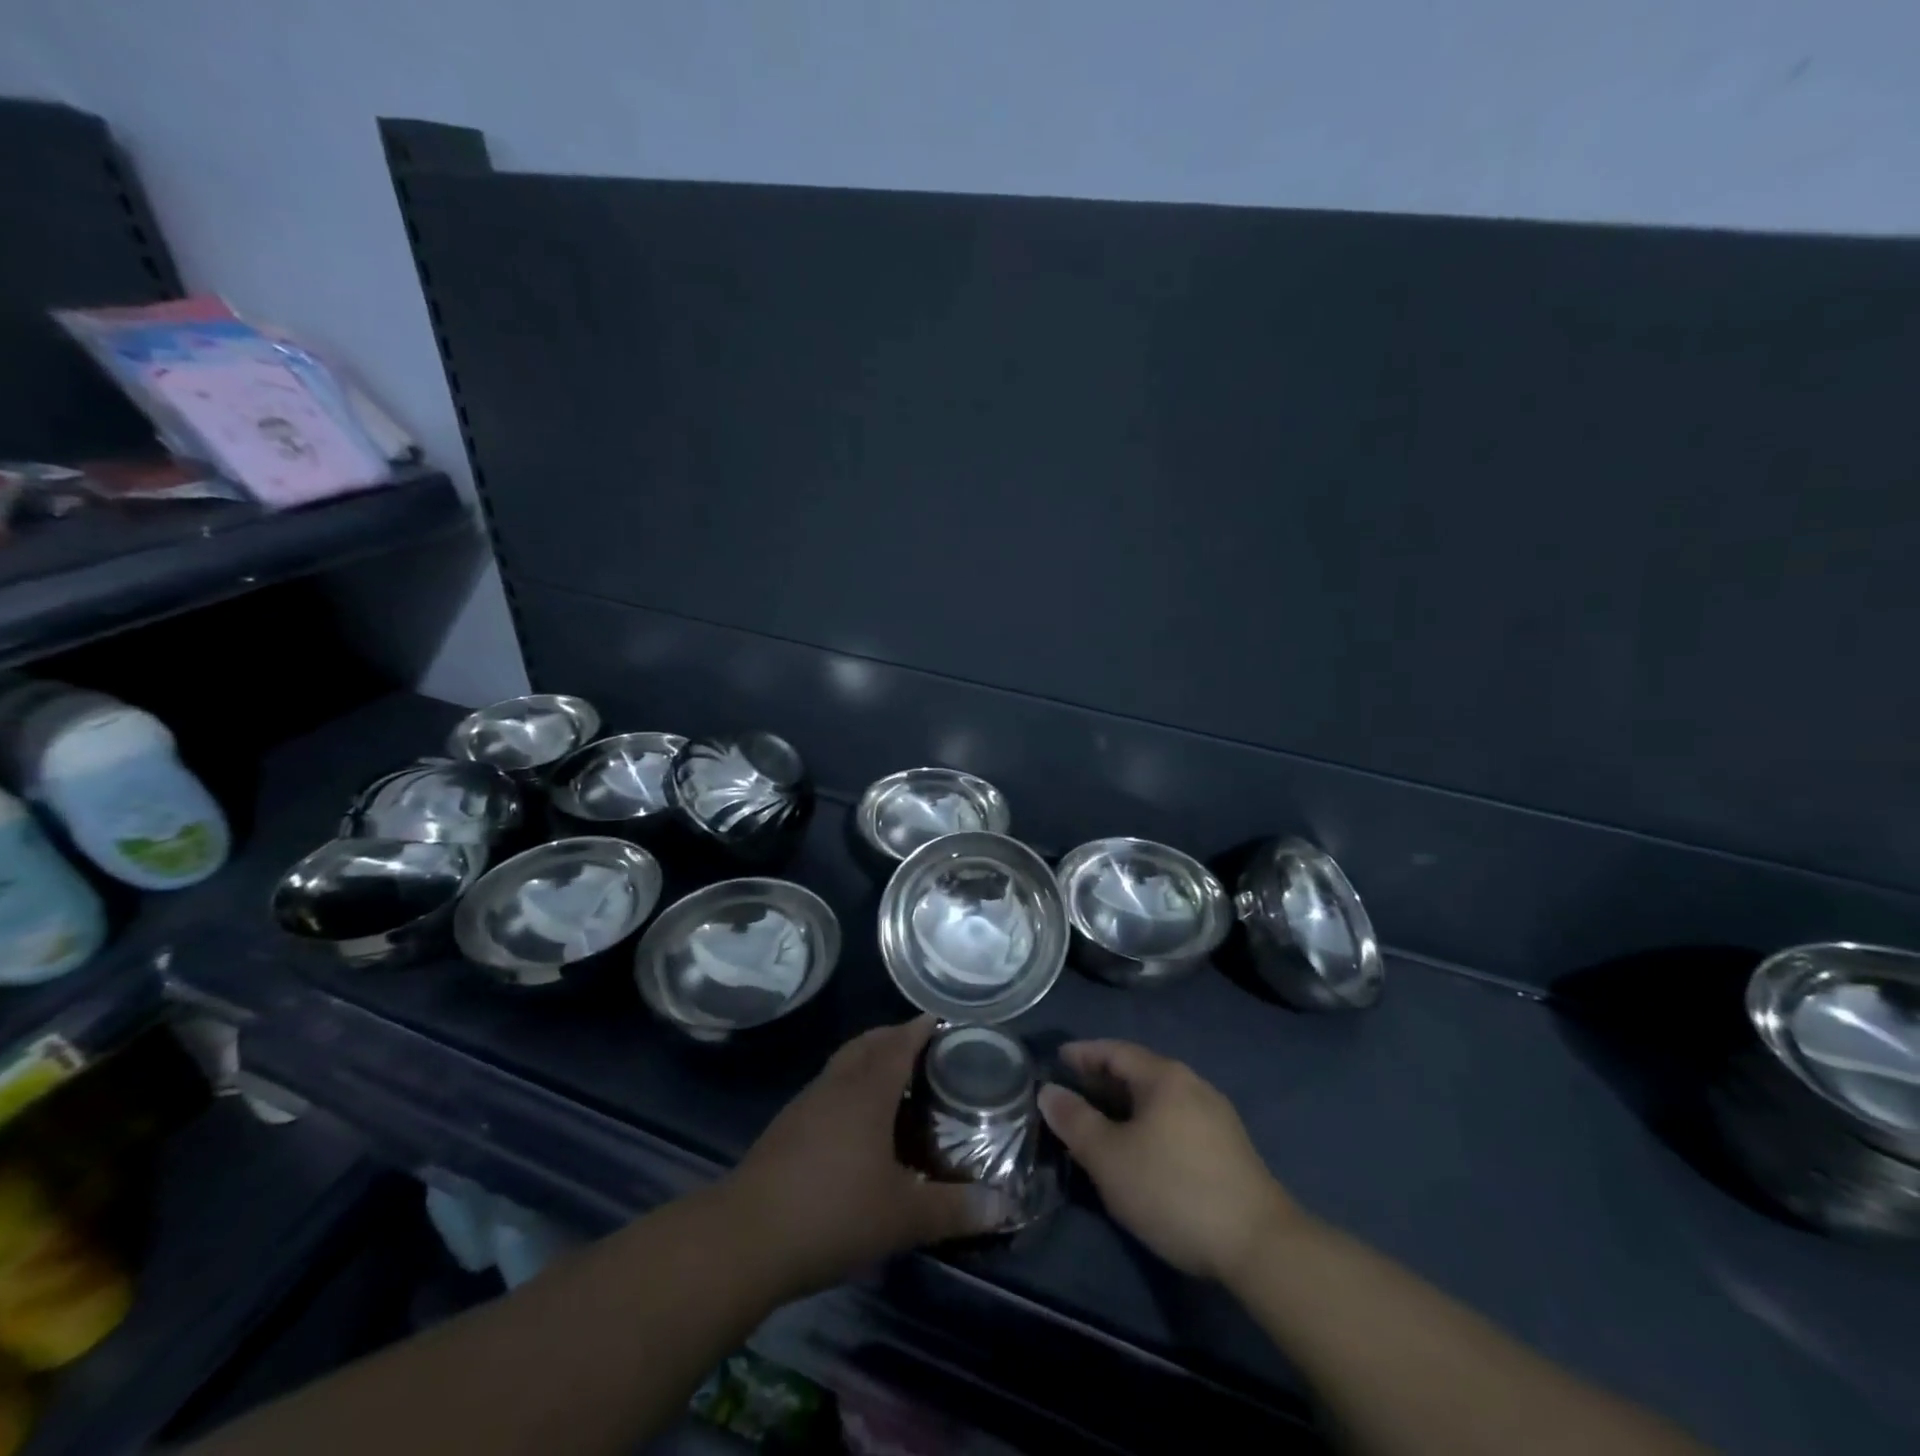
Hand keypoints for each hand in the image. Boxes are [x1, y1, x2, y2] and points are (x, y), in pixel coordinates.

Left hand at [721, 1017, 1006, 1297]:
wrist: (745, 1238)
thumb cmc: (832, 1213)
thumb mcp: (903, 1217)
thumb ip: (955, 1209)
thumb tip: (1005, 1205)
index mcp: (867, 1091)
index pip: (899, 1043)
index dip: (920, 1029)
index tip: (941, 1021)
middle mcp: (836, 1085)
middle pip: (867, 1044)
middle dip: (894, 1036)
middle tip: (923, 1046)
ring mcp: (806, 1104)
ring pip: (843, 1064)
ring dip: (869, 1059)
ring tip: (894, 1080)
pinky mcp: (786, 1128)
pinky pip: (828, 1088)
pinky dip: (849, 1086)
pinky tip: (856, 1121)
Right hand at [1039, 1040, 1300, 1282]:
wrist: (1260, 1245)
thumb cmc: (1173, 1190)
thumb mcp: (1110, 1158)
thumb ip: (1076, 1121)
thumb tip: (1049, 1092)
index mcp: (1164, 1076)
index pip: (1115, 1051)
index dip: (1083, 1053)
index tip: (1057, 1060)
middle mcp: (1192, 1084)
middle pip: (1139, 1071)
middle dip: (1103, 1080)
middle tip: (1072, 1093)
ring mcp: (1216, 1115)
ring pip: (1159, 1098)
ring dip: (1126, 1104)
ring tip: (1100, 1123)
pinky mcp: (1229, 1147)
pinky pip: (1176, 1119)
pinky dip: (1149, 1123)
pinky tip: (1140, 1149)